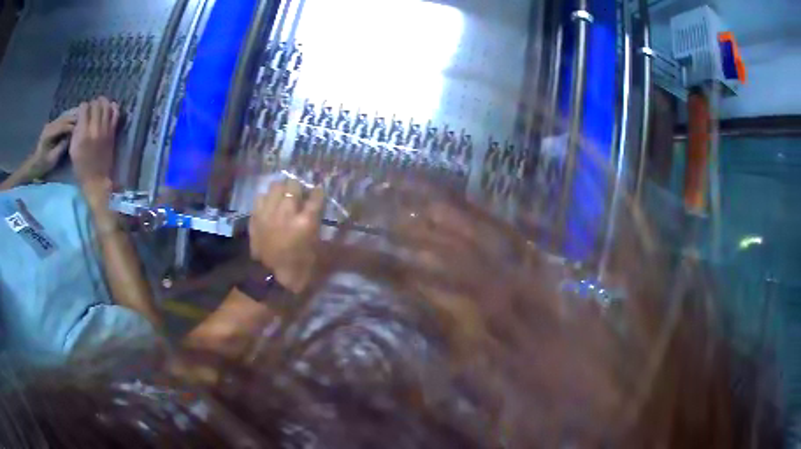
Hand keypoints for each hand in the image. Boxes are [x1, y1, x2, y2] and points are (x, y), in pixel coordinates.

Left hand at [22, 109, 77, 178]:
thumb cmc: (43, 164)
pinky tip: (77, 117)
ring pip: (65, 116)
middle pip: (65, 118)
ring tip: (84, 116)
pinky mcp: (53, 125)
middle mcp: (50, 125)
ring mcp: (51, 124)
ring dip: (74, 116)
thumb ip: (62, 146)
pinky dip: (70, 117)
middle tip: (87, 119)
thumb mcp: (53, 158)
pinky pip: (63, 118)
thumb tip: (71, 137)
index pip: (64, 125)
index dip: (73, 126)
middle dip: (75, 118)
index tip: (83, 128)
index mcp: (49, 133)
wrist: (35, 164)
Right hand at [69, 97, 119, 187]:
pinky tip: (110, 107)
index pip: (84, 109)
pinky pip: (116, 114)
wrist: (97, 180)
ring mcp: (105, 130)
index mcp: (83, 134)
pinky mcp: (112, 133)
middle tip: (91, 107)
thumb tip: (79, 119)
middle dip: (93, 103)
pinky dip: (113, 107)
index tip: (82, 110)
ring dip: (103, 102)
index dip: (83, 107)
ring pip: (106, 106)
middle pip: (96, 105)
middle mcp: (95, 129)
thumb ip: (76, 132)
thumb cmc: (81, 168)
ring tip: (100, 104)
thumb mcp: (73, 150)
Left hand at [249, 179, 324, 292]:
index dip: (318, 193)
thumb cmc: (298, 267)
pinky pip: (261, 197)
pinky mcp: (256, 216)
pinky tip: (270, 205)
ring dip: (282, 189)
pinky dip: (267, 198)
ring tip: (284, 196)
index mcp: (305, 222)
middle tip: (300, 194)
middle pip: (293, 185)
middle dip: (298, 187)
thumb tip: (316, 212)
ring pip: (275, 186)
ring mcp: (269, 212)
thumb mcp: (316, 248)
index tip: (318, 194)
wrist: (270, 279)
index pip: (316, 196)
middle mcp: (287, 212)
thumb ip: (316, 226)